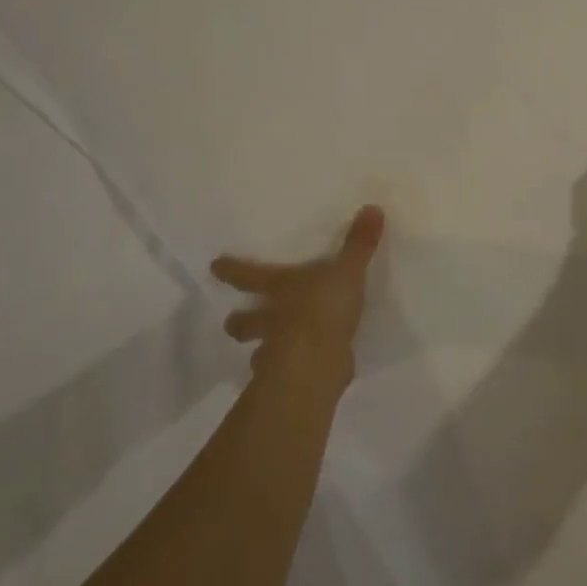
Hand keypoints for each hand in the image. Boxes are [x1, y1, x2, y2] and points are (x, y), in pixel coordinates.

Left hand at [210, 205, 384, 383]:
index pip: (249, 276)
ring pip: (259, 350)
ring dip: (259, 350)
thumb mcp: (346, 271)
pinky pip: (284, 372)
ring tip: (262, 352)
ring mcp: (277, 351)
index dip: (232, 270)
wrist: (316, 361)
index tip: (214, 266)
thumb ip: (359, 244)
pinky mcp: (291, 377)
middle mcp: (271, 318)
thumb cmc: (323, 307)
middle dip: (238, 321)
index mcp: (280, 288)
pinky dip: (288, 371)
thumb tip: (372, 207)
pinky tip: (299, 370)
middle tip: (230, 321)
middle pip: (245, 321)